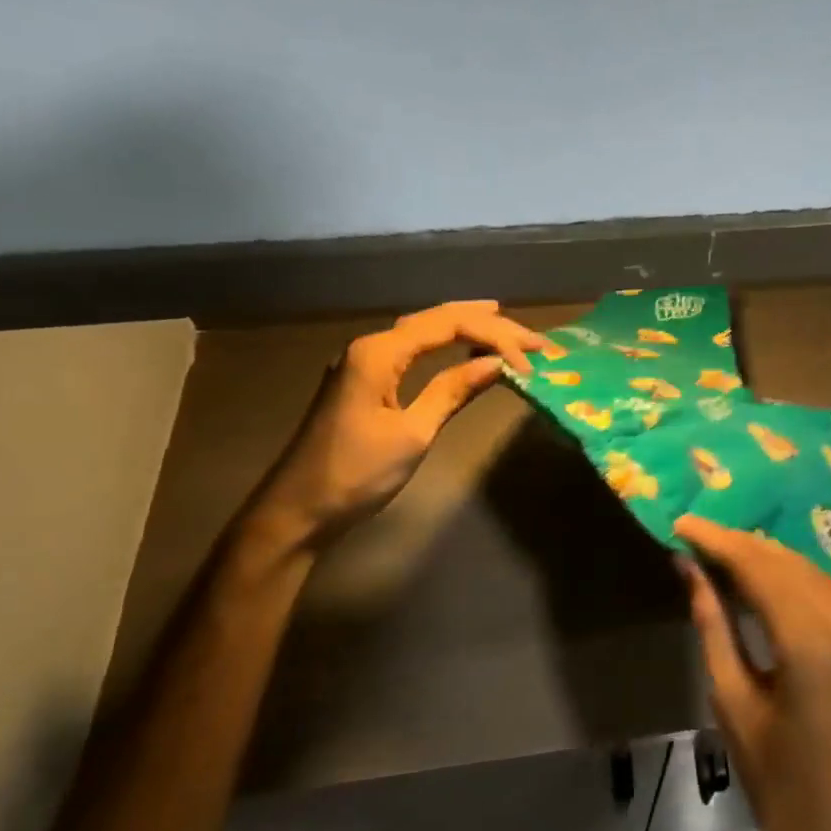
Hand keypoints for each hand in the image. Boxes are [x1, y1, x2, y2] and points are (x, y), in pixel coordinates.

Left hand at [244, 301, 546, 554]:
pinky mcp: (364, 381)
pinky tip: (463, 347)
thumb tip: (497, 364)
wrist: (297, 510)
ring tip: (506, 326)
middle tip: (533, 337)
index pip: (447, 326)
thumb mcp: (413, 433)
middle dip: (487, 324)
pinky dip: (444, 344)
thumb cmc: (356, 474)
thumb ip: (453, 391)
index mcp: (379, 353)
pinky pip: (412, 349)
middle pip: (436, 320)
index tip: (532, 360)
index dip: (495, 337)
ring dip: (466, 328)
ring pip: (423, 331)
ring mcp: (364, 362)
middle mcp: (370, 346)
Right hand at [676, 515, 830, 830]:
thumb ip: (713, 626)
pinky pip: (830, 595)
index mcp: (813, 645)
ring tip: (721, 553)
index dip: (719, 541)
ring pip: (811, 573)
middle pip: (788, 563)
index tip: (682, 523)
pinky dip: (793, 582)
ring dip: (766, 559)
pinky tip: (762, 582)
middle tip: (697, 536)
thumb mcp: (734, 703)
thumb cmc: (781, 786)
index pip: (760, 569)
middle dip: (740, 545)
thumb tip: (688, 569)